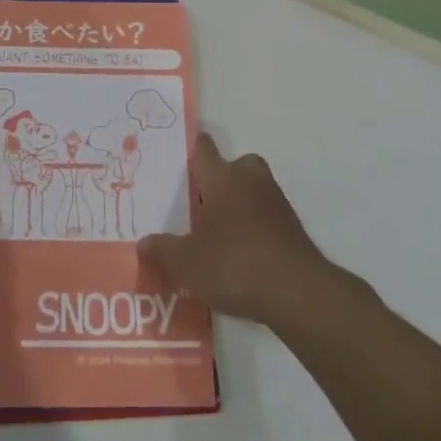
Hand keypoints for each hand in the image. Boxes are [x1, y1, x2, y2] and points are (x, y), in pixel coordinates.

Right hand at [137, 134, 333, 328]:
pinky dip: (256, 227)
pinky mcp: (293, 229)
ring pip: (255, 190)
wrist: (297, 292)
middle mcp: (250, 181)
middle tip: (204, 200)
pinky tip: (242, 254)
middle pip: (237, 165)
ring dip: (241, 203)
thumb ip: (163, 250)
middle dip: (223, 176)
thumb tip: (143, 243)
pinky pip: (268, 217)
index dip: (194, 148)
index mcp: (222, 178)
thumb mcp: (187, 263)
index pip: (204, 150)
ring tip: (220, 232)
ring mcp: (276, 203)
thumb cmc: (234, 264)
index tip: (185, 151)